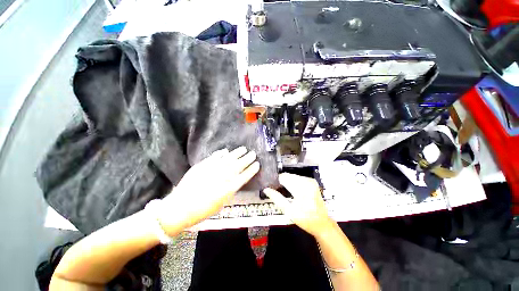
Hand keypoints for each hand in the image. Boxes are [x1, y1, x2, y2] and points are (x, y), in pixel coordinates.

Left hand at [159, 147, 259, 233]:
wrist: (180, 208)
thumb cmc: (202, 211)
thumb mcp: (221, 205)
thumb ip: (229, 192)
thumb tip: (234, 182)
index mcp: (229, 189)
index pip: (244, 176)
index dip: (252, 170)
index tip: (257, 164)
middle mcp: (223, 177)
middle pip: (238, 166)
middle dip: (247, 159)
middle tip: (253, 153)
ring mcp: (213, 170)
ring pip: (228, 159)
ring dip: (237, 153)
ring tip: (243, 149)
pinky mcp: (203, 166)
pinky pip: (214, 157)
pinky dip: (221, 154)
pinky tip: (226, 151)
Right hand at [263, 173, 333, 237]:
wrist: (322, 223)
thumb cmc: (306, 219)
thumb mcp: (289, 211)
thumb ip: (277, 198)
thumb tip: (266, 189)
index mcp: (302, 189)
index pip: (284, 178)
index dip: (276, 181)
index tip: (270, 186)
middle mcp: (307, 181)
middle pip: (288, 176)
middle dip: (280, 181)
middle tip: (275, 190)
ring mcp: (310, 180)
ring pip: (292, 176)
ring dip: (286, 181)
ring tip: (282, 191)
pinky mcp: (312, 181)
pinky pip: (297, 178)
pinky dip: (292, 182)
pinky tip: (290, 190)